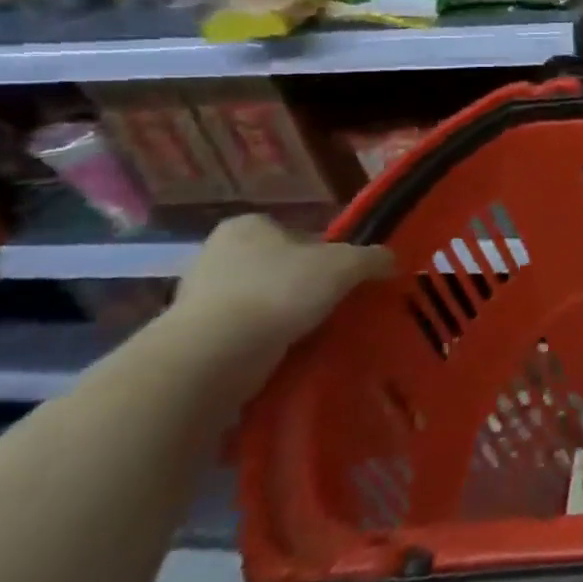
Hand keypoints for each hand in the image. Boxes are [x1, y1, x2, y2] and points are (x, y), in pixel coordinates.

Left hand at [163, 215, 391, 386]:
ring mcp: (198, 297)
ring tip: (314, 331)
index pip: (298, 233)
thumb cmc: (280, 291)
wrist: (214, 355)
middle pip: (279, 266)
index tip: (344, 276)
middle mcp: (216, 254)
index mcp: (247, 226)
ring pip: (262, 300)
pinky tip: (286, 351)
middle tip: (334, 303)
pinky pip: (243, 332)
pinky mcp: (192, 336)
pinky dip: (265, 340)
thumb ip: (373, 257)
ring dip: (285, 315)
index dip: (326, 252)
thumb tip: (390, 261)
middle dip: (304, 285)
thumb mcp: (346, 265)